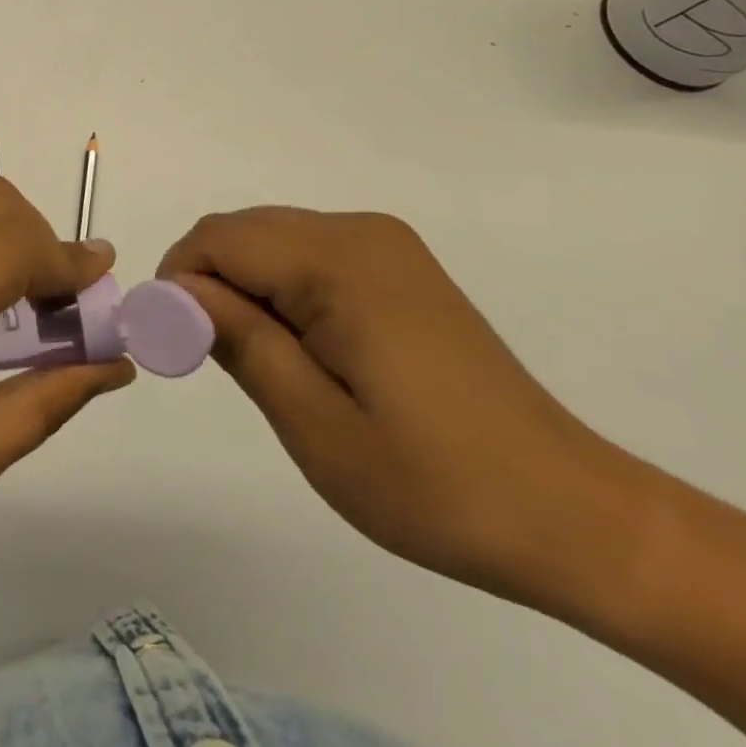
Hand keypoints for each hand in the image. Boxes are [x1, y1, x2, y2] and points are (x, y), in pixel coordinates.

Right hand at [159, 207, 639, 604]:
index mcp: (339, 262)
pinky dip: (280, 288)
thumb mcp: (315, 424)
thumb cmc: (436, 484)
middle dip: (208, 284)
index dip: (178, 283)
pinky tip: (305, 347)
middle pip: (241, 232)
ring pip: (270, 239)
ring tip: (264, 361)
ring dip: (244, 287)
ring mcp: (384, 244)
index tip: (175, 345)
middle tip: (212, 358)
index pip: (217, 239)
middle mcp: (359, 231)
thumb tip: (174, 292)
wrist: (572, 514)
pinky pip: (307, 253)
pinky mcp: (398, 264)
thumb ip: (238, 340)